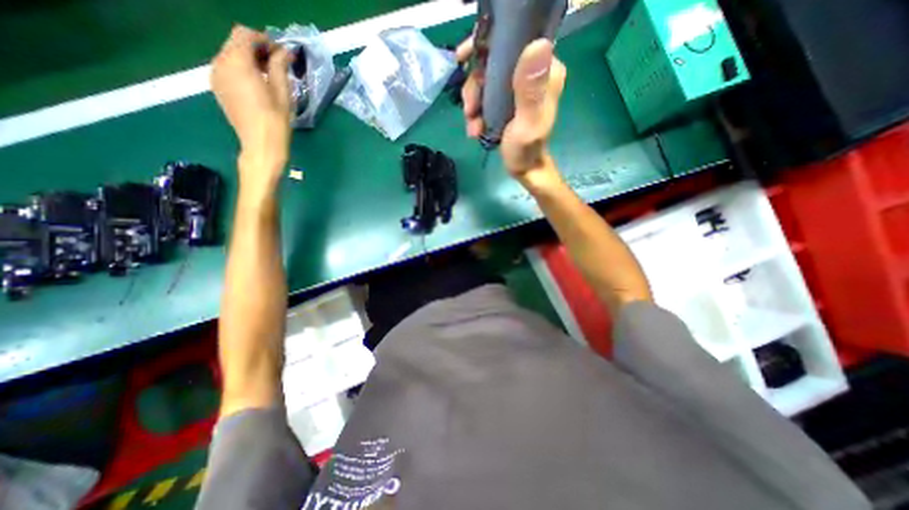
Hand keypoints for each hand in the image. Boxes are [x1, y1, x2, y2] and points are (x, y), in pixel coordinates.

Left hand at [211, 24, 293, 195]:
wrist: (261, 146)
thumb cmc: (276, 121)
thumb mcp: (283, 92)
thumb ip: (280, 66)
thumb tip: (284, 51)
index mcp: (237, 62)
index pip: (245, 35)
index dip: (265, 40)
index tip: (282, 54)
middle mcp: (220, 63)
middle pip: (235, 42)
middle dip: (256, 49)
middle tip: (278, 64)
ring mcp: (216, 76)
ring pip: (230, 55)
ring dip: (249, 59)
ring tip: (269, 76)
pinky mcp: (218, 88)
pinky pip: (227, 68)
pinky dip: (241, 70)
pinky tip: (257, 85)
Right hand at [458, 39, 566, 186]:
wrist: (523, 169)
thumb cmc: (525, 151)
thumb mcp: (527, 124)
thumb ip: (530, 91)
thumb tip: (537, 45)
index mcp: (545, 71)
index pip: (515, 40)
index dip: (487, 45)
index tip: (464, 60)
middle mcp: (533, 72)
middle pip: (494, 60)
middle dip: (475, 85)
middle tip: (470, 109)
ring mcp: (519, 86)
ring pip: (486, 78)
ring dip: (473, 101)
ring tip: (472, 124)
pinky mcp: (508, 98)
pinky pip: (485, 94)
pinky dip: (476, 110)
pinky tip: (474, 127)